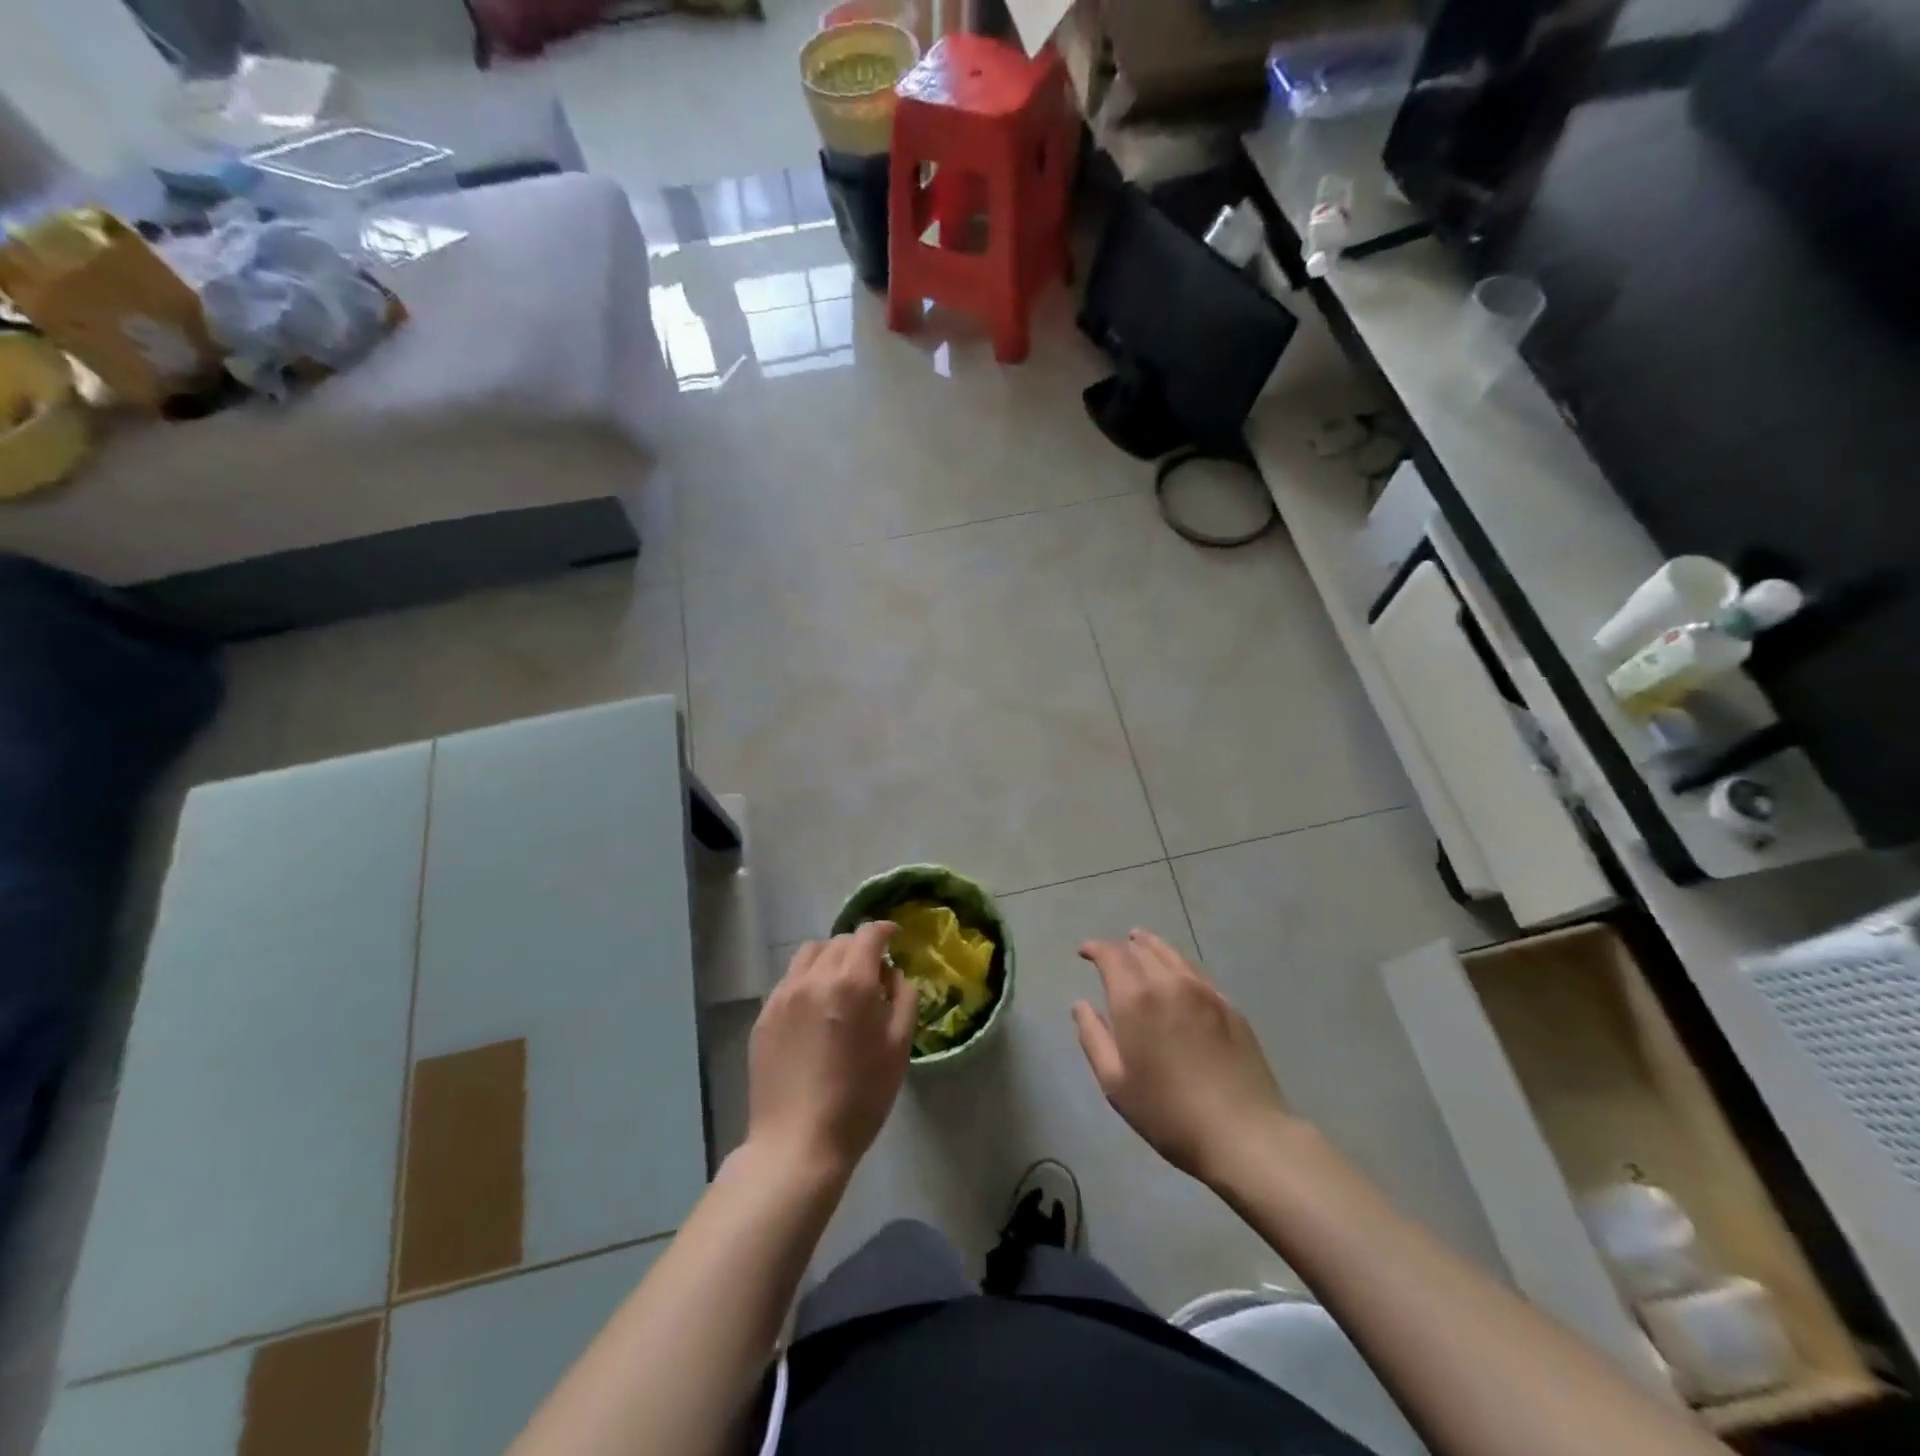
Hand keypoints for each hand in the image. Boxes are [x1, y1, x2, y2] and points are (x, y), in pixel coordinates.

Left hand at [746, 922, 914, 1180]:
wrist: (798, 1142)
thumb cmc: (860, 1098)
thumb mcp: (899, 1048)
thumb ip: (903, 999)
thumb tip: (893, 974)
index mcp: (852, 982)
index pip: (867, 934)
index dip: (884, 930)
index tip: (894, 937)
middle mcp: (814, 978)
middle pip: (839, 941)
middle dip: (859, 948)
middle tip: (872, 972)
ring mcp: (784, 995)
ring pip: (809, 954)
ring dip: (830, 957)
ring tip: (840, 984)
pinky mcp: (765, 1015)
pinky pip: (790, 980)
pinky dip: (808, 979)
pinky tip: (815, 1009)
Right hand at [1074, 928, 1291, 1184]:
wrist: (1244, 1133)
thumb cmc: (1168, 1113)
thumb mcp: (1116, 1083)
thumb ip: (1093, 1037)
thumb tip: (1081, 1006)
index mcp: (1136, 999)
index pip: (1111, 955)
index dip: (1095, 948)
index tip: (1084, 952)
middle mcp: (1169, 983)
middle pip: (1141, 949)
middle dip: (1121, 947)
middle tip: (1110, 955)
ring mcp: (1204, 991)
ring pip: (1171, 954)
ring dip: (1150, 945)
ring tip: (1139, 943)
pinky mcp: (1229, 1005)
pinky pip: (1195, 971)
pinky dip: (1177, 963)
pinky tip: (1176, 973)